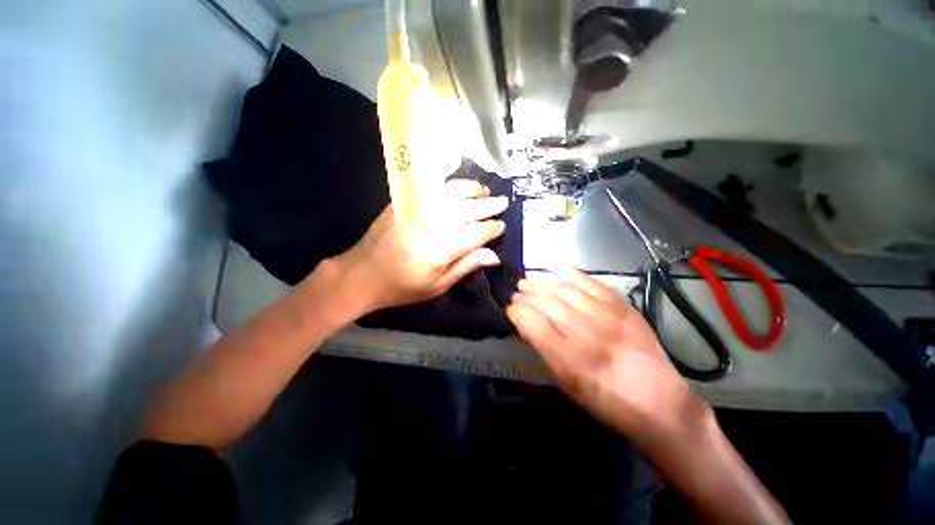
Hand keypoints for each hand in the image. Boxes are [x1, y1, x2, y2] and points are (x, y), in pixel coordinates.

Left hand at [332, 179, 507, 313]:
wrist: (362, 274)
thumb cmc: (403, 286)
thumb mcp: (438, 285)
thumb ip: (466, 266)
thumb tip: (494, 255)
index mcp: (443, 248)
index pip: (478, 232)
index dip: (492, 228)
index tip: (502, 226)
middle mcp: (434, 222)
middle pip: (469, 208)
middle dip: (489, 205)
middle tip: (503, 202)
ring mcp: (418, 207)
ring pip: (453, 191)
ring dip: (472, 188)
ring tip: (484, 191)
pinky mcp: (404, 200)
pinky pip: (428, 179)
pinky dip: (444, 169)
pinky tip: (454, 160)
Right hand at [507, 268, 705, 445]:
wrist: (658, 402)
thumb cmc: (605, 401)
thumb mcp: (567, 385)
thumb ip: (544, 351)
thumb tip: (525, 325)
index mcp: (570, 361)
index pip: (533, 324)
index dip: (516, 312)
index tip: (509, 308)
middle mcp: (587, 334)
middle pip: (548, 303)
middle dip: (526, 295)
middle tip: (516, 293)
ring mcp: (608, 317)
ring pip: (565, 290)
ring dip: (542, 284)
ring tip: (528, 282)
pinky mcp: (623, 307)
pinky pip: (591, 282)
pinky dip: (570, 272)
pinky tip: (555, 267)